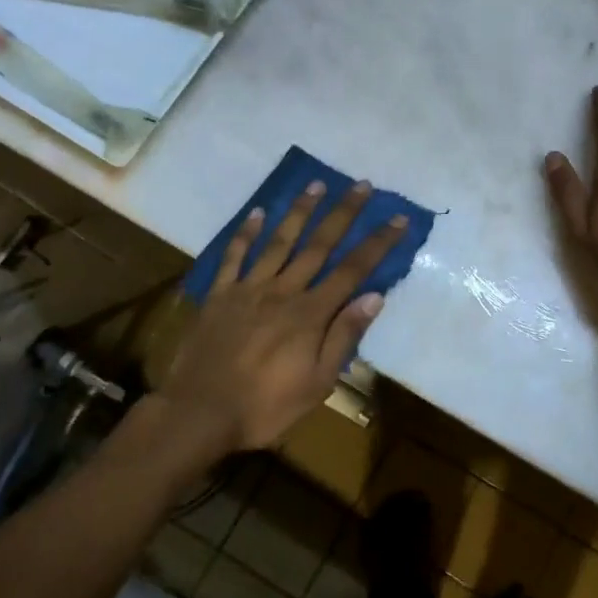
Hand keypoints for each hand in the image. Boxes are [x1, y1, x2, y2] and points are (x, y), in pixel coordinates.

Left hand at [159, 179, 407, 457]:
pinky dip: (246, 233)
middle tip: (362, 184)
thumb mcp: (317, 382)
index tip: (396, 218)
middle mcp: (283, 291)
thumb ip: (344, 336)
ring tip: (316, 184)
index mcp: (310, 314)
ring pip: (279, 242)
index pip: (352, 271)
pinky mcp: (220, 295)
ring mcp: (248, 289)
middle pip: (319, 245)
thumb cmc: (266, 406)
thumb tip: (374, 296)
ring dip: (299, 211)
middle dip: (343, 213)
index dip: (377, 243)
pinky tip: (257, 212)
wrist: (200, 412)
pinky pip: (234, 257)